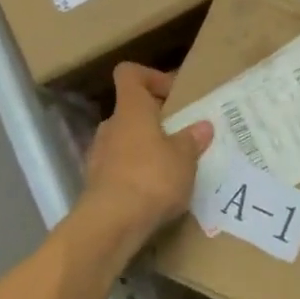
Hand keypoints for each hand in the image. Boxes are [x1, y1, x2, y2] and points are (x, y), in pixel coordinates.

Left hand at [81, 63, 213, 243]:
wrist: (111, 224)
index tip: (173, 93)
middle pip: (131, 110)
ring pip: (125, 140)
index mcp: (131, 109)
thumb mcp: (184, 158)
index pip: (129, 74)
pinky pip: (120, 168)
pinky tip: (156, 192)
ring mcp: (99, 155)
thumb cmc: (151, 177)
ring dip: (146, 148)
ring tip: (173, 167)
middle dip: (155, 120)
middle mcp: (111, 126)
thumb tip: (202, 126)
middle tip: (182, 135)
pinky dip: (137, 173)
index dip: (150, 76)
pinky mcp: (97, 183)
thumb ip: (192, 140)